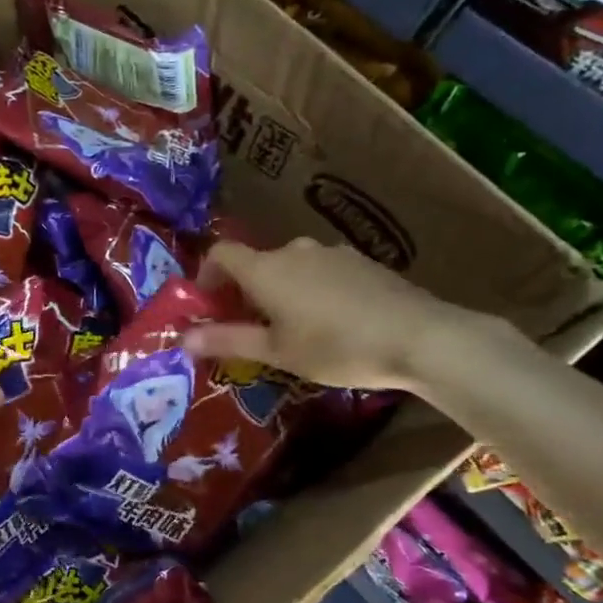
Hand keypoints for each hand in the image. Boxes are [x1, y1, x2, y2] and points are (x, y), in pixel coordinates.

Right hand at [184, 237, 469, 390]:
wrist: (419, 336)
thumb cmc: (335, 346)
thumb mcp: (276, 351)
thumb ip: (227, 340)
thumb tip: (183, 338)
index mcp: (265, 268)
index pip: (221, 253)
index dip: (206, 274)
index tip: (209, 304)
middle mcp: (294, 250)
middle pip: (257, 262)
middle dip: (246, 291)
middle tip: (251, 328)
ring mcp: (332, 253)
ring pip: (291, 268)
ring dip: (281, 291)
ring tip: (294, 330)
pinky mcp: (362, 262)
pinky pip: (321, 272)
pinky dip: (312, 291)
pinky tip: (332, 323)